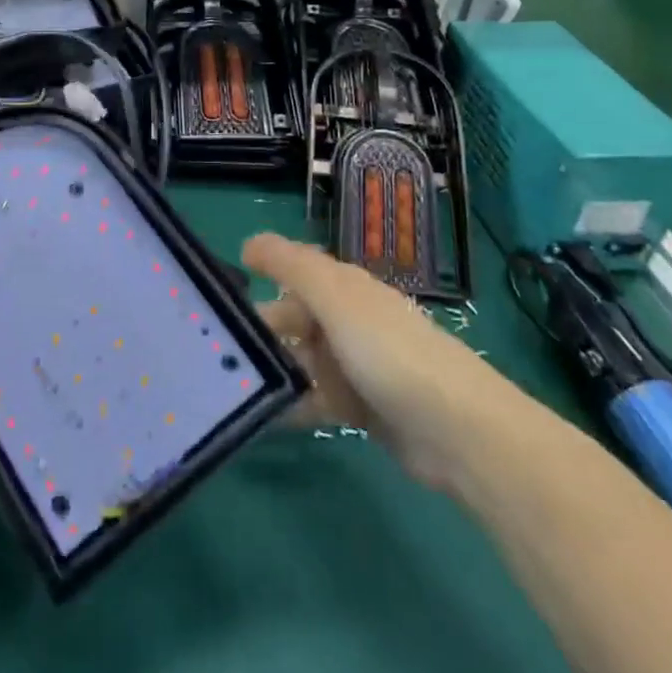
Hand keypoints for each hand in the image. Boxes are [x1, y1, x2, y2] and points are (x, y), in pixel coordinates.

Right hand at [244, 233, 504, 497]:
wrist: (456, 429)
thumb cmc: (388, 351)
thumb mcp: (335, 297)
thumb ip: (291, 266)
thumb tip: (249, 242)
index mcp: (344, 287)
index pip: (295, 268)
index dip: (261, 271)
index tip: (218, 289)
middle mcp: (348, 319)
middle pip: (294, 316)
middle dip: (259, 328)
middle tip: (215, 347)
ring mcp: (355, 364)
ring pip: (302, 358)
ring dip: (271, 367)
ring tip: (229, 383)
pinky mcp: (361, 407)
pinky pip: (315, 398)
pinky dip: (291, 403)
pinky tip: (263, 414)